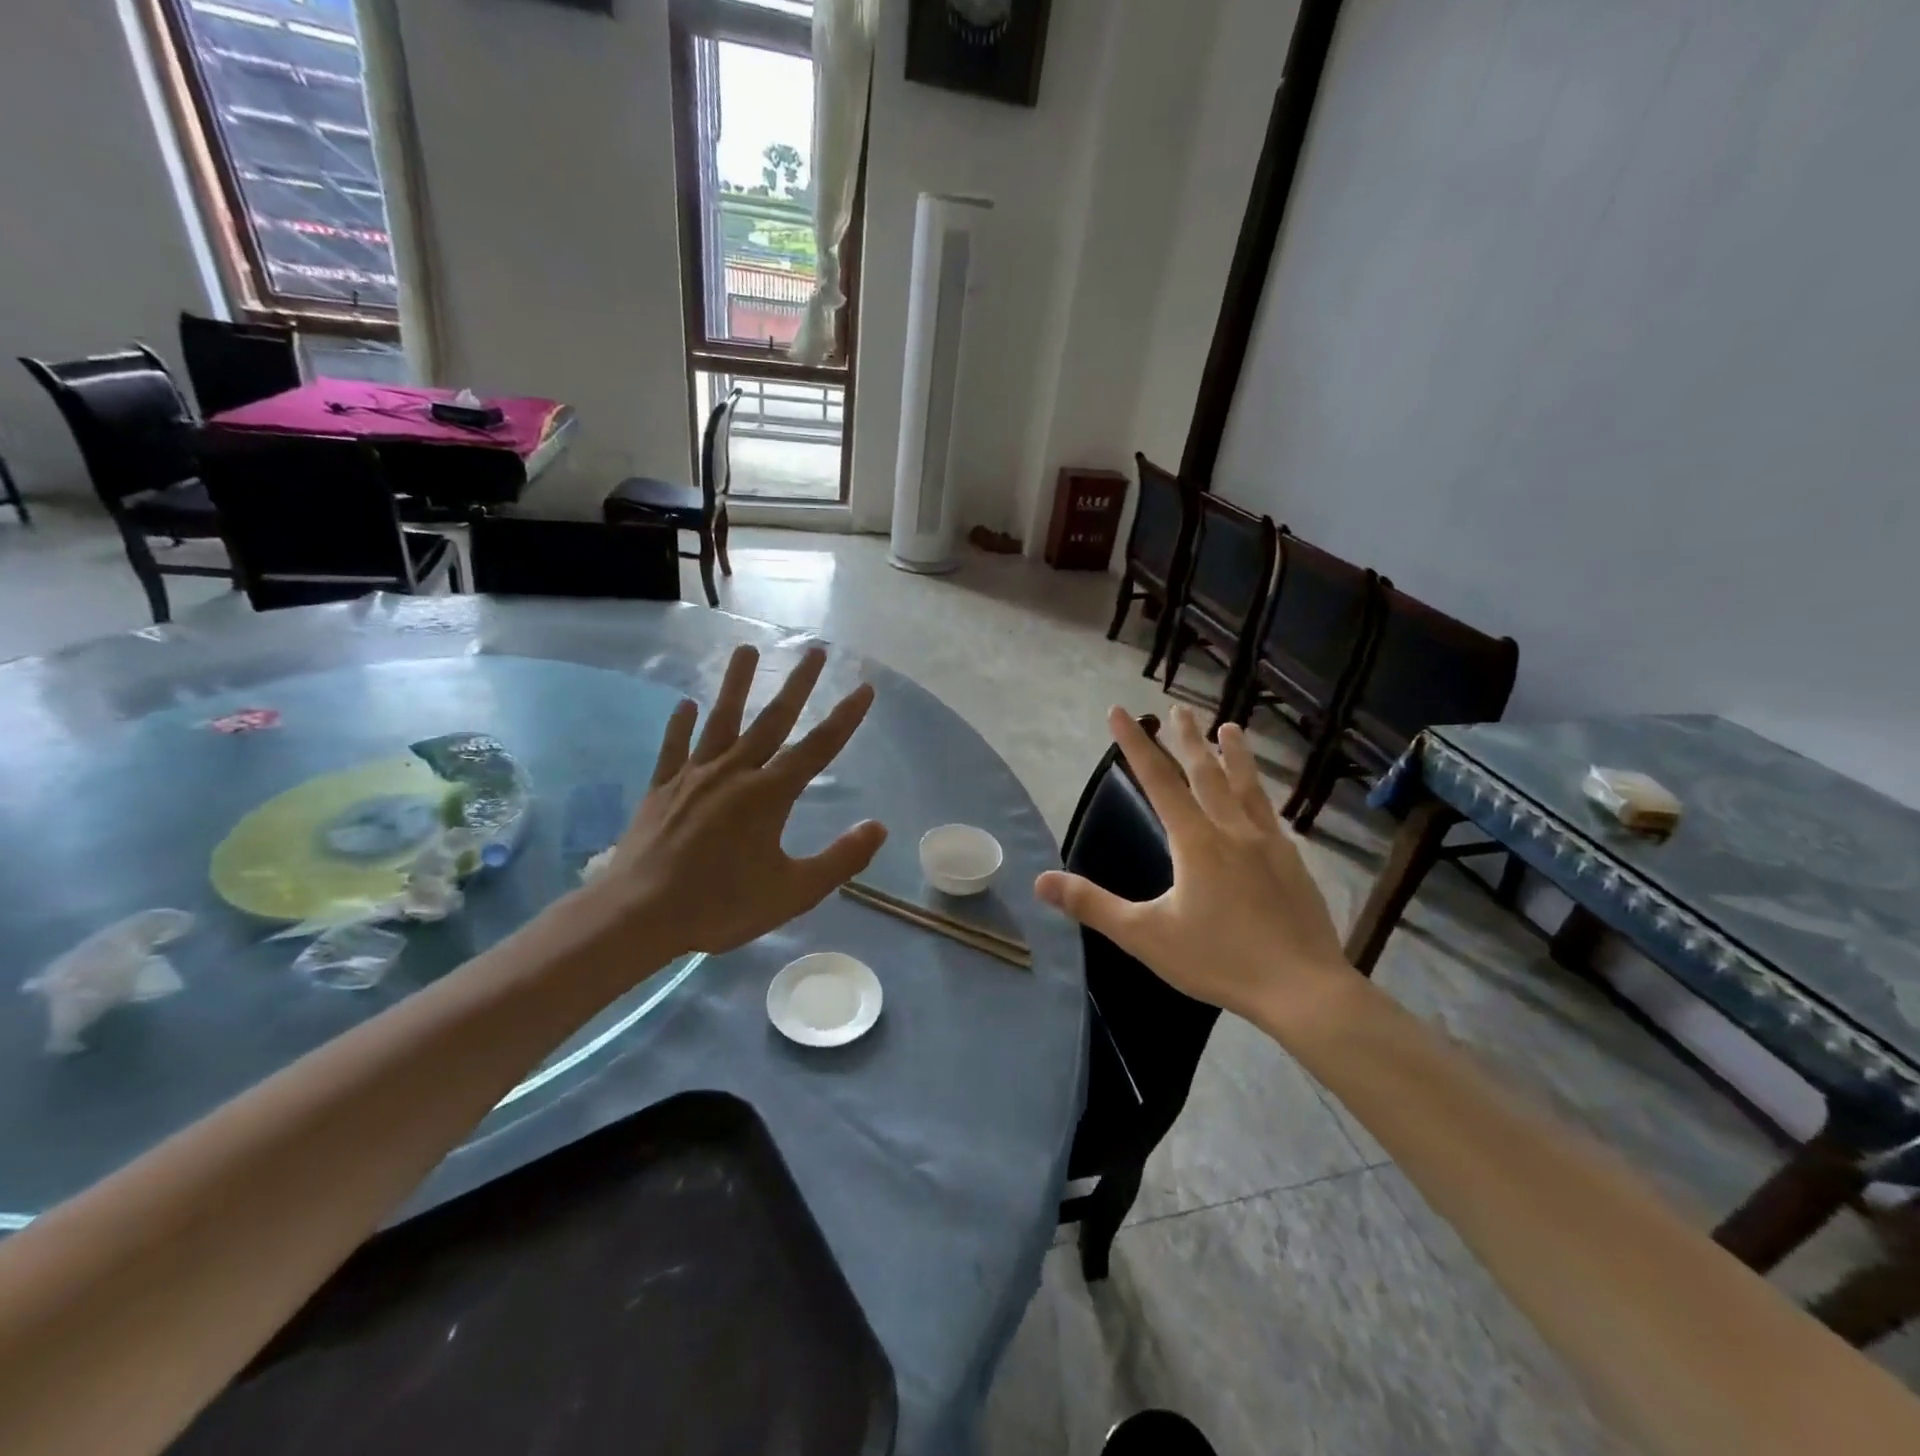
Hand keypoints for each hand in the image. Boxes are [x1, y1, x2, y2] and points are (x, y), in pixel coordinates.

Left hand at [588, 644, 887, 956]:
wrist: (639, 914)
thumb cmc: (721, 905)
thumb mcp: (793, 892)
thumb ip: (840, 859)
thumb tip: (879, 827)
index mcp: (769, 795)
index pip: (818, 748)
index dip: (845, 717)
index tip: (864, 687)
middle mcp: (734, 773)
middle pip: (772, 720)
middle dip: (798, 685)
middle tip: (814, 651)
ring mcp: (694, 776)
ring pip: (720, 720)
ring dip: (736, 684)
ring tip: (746, 649)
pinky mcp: (662, 788)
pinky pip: (674, 747)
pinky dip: (680, 724)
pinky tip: (684, 704)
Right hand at [1035, 705, 1354, 1027]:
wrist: (1303, 988)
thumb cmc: (1219, 959)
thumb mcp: (1145, 935)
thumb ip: (1093, 905)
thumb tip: (1041, 880)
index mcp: (1195, 841)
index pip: (1157, 780)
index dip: (1135, 744)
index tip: (1119, 711)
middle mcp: (1231, 830)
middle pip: (1206, 772)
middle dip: (1187, 738)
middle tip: (1178, 708)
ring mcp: (1268, 843)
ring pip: (1246, 786)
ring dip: (1235, 754)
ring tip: (1230, 727)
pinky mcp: (1292, 862)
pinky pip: (1270, 813)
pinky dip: (1260, 792)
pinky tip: (1262, 797)